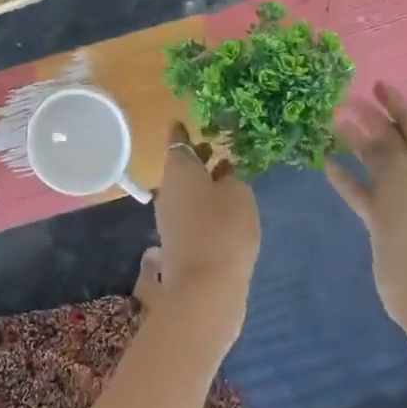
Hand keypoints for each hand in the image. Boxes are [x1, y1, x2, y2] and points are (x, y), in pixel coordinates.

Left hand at [151, 123, 260, 348]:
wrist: (204, 286)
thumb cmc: (222, 228)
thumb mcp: (238, 194)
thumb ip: (232, 178)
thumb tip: (223, 174)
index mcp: (178, 169)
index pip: (177, 141)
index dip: (182, 131)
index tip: (184, 121)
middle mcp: (168, 189)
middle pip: (181, 166)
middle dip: (198, 156)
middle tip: (217, 146)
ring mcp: (170, 216)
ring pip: (187, 189)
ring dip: (204, 180)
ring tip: (228, 174)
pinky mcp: (179, 239)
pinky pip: (191, 210)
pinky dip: (205, 202)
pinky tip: (225, 207)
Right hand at [324, 82, 406, 357]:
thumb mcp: (402, 170)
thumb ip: (381, 146)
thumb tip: (362, 130)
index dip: (394, 101)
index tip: (373, 83)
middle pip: (394, 138)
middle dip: (371, 119)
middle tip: (340, 101)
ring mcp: (404, 197)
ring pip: (376, 162)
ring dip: (355, 144)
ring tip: (328, 125)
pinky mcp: (385, 218)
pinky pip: (363, 189)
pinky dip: (346, 176)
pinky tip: (326, 163)